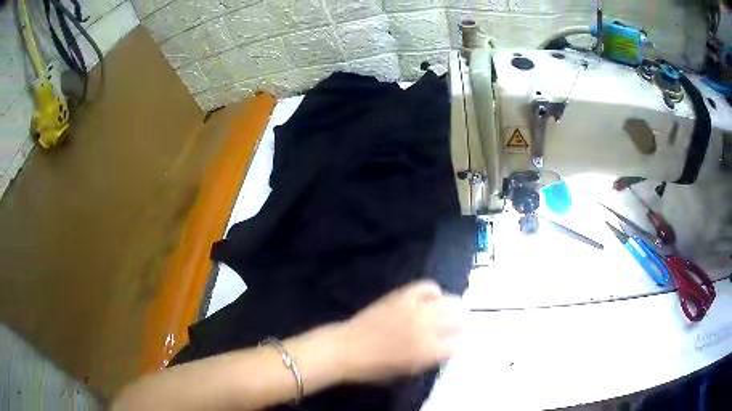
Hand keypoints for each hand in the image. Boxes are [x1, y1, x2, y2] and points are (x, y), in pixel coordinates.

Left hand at [338, 280, 466, 382]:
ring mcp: (416, 309)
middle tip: (458, 324)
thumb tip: (445, 345)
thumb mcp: (407, 372)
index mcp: (429, 352)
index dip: (460, 341)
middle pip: (459, 317)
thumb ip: (430, 358)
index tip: (458, 340)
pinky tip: (430, 299)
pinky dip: (433, 291)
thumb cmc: (374, 368)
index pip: (459, 342)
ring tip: (448, 310)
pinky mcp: (403, 295)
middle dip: (461, 321)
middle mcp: (427, 328)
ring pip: (448, 300)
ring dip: (452, 306)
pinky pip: (427, 286)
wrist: (346, 349)